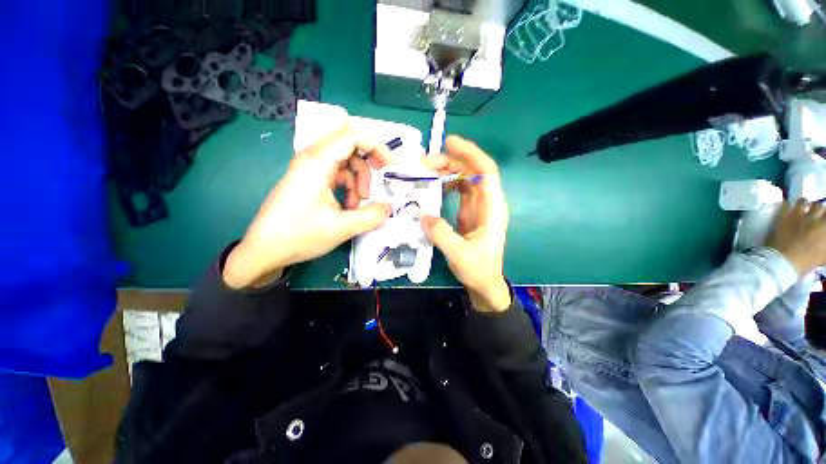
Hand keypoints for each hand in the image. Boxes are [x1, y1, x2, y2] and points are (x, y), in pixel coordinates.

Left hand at [223, 124, 392, 288]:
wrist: (264, 249)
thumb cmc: (299, 235)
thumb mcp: (342, 228)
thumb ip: (372, 216)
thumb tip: (389, 207)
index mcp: (318, 162)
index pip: (353, 136)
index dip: (376, 147)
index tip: (389, 168)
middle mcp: (312, 157)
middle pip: (349, 143)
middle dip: (369, 161)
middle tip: (378, 180)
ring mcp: (309, 167)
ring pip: (344, 159)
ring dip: (359, 177)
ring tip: (360, 203)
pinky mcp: (308, 178)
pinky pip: (336, 172)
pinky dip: (348, 185)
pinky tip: (348, 205)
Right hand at [420, 136, 510, 311]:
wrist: (484, 283)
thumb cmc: (478, 269)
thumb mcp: (459, 254)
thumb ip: (440, 233)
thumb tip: (422, 214)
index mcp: (492, 208)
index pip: (486, 171)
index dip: (470, 153)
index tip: (449, 143)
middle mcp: (487, 202)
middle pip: (472, 171)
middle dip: (450, 162)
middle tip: (425, 164)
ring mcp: (478, 206)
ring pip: (465, 178)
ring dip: (447, 171)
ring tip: (426, 172)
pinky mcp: (469, 212)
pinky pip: (459, 189)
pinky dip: (446, 184)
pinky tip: (433, 186)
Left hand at [766, 199, 825, 275]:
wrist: (783, 262)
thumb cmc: (807, 262)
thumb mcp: (824, 255)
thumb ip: (825, 245)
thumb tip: (824, 239)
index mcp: (825, 227)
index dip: (825, 217)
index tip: (823, 220)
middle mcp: (814, 218)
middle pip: (819, 206)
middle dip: (818, 210)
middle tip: (815, 216)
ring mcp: (798, 215)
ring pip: (803, 201)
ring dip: (803, 205)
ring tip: (801, 210)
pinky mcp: (782, 216)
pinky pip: (786, 205)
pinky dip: (787, 206)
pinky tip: (787, 208)